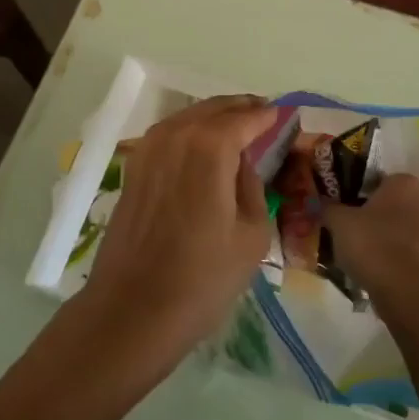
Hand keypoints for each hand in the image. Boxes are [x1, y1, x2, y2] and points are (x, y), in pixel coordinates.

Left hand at [78, 96, 278, 369]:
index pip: (246, 118)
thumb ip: (253, 186)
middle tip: (263, 114)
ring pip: (188, 117)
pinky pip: (169, 135)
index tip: (285, 116)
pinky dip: (189, 131)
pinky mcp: (134, 167)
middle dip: (241, 109)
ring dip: (214, 118)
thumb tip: (243, 163)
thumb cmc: (203, 278)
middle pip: (214, 109)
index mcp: (210, 146)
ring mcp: (150, 148)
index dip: (268, 116)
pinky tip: (201, 146)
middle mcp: (177, 135)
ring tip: (237, 128)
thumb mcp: (252, 234)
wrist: (133, 309)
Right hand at [324, 173, 418, 304]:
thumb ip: (328, 207)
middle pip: (388, 202)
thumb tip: (318, 201)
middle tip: (345, 223)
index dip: (356, 189)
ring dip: (379, 233)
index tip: (341, 202)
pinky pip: (403, 247)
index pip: (376, 178)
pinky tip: (369, 263)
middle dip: (369, 212)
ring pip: (396, 226)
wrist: (403, 291)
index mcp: (403, 183)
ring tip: (354, 246)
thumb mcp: (339, 221)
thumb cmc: (371, 243)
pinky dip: (389, 252)